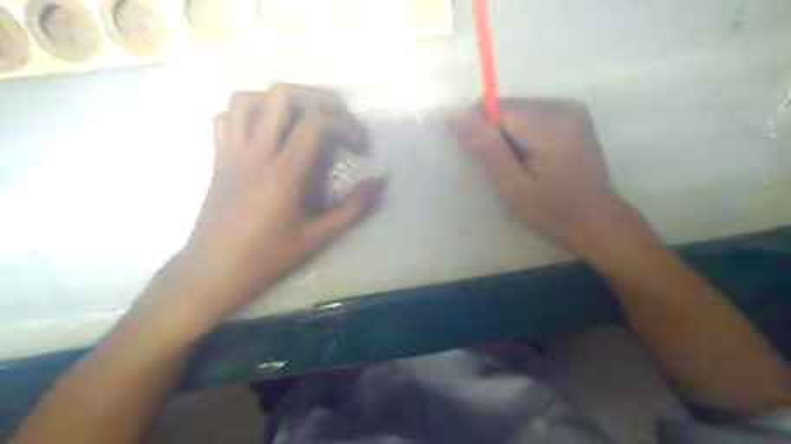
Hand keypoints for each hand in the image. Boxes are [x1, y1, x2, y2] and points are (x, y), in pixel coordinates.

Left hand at [144, 85, 387, 330]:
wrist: (212, 272)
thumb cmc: (266, 258)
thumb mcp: (317, 238)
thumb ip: (353, 208)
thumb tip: (382, 182)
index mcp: (283, 173)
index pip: (316, 121)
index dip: (346, 124)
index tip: (360, 148)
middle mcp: (255, 153)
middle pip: (282, 95)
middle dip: (319, 98)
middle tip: (338, 120)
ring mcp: (231, 152)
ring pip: (248, 98)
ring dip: (281, 101)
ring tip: (302, 120)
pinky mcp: (217, 158)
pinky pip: (225, 117)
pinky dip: (248, 113)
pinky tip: (266, 132)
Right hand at [447, 97, 634, 255]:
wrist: (598, 222)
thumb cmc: (553, 212)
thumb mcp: (513, 186)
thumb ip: (485, 146)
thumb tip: (452, 112)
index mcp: (548, 122)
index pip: (492, 106)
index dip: (479, 131)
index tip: (483, 161)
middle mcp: (562, 105)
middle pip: (506, 107)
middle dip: (495, 135)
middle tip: (504, 170)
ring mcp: (571, 109)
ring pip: (517, 111)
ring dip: (508, 136)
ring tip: (520, 167)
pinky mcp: (573, 116)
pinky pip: (532, 116)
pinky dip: (523, 135)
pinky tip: (533, 159)